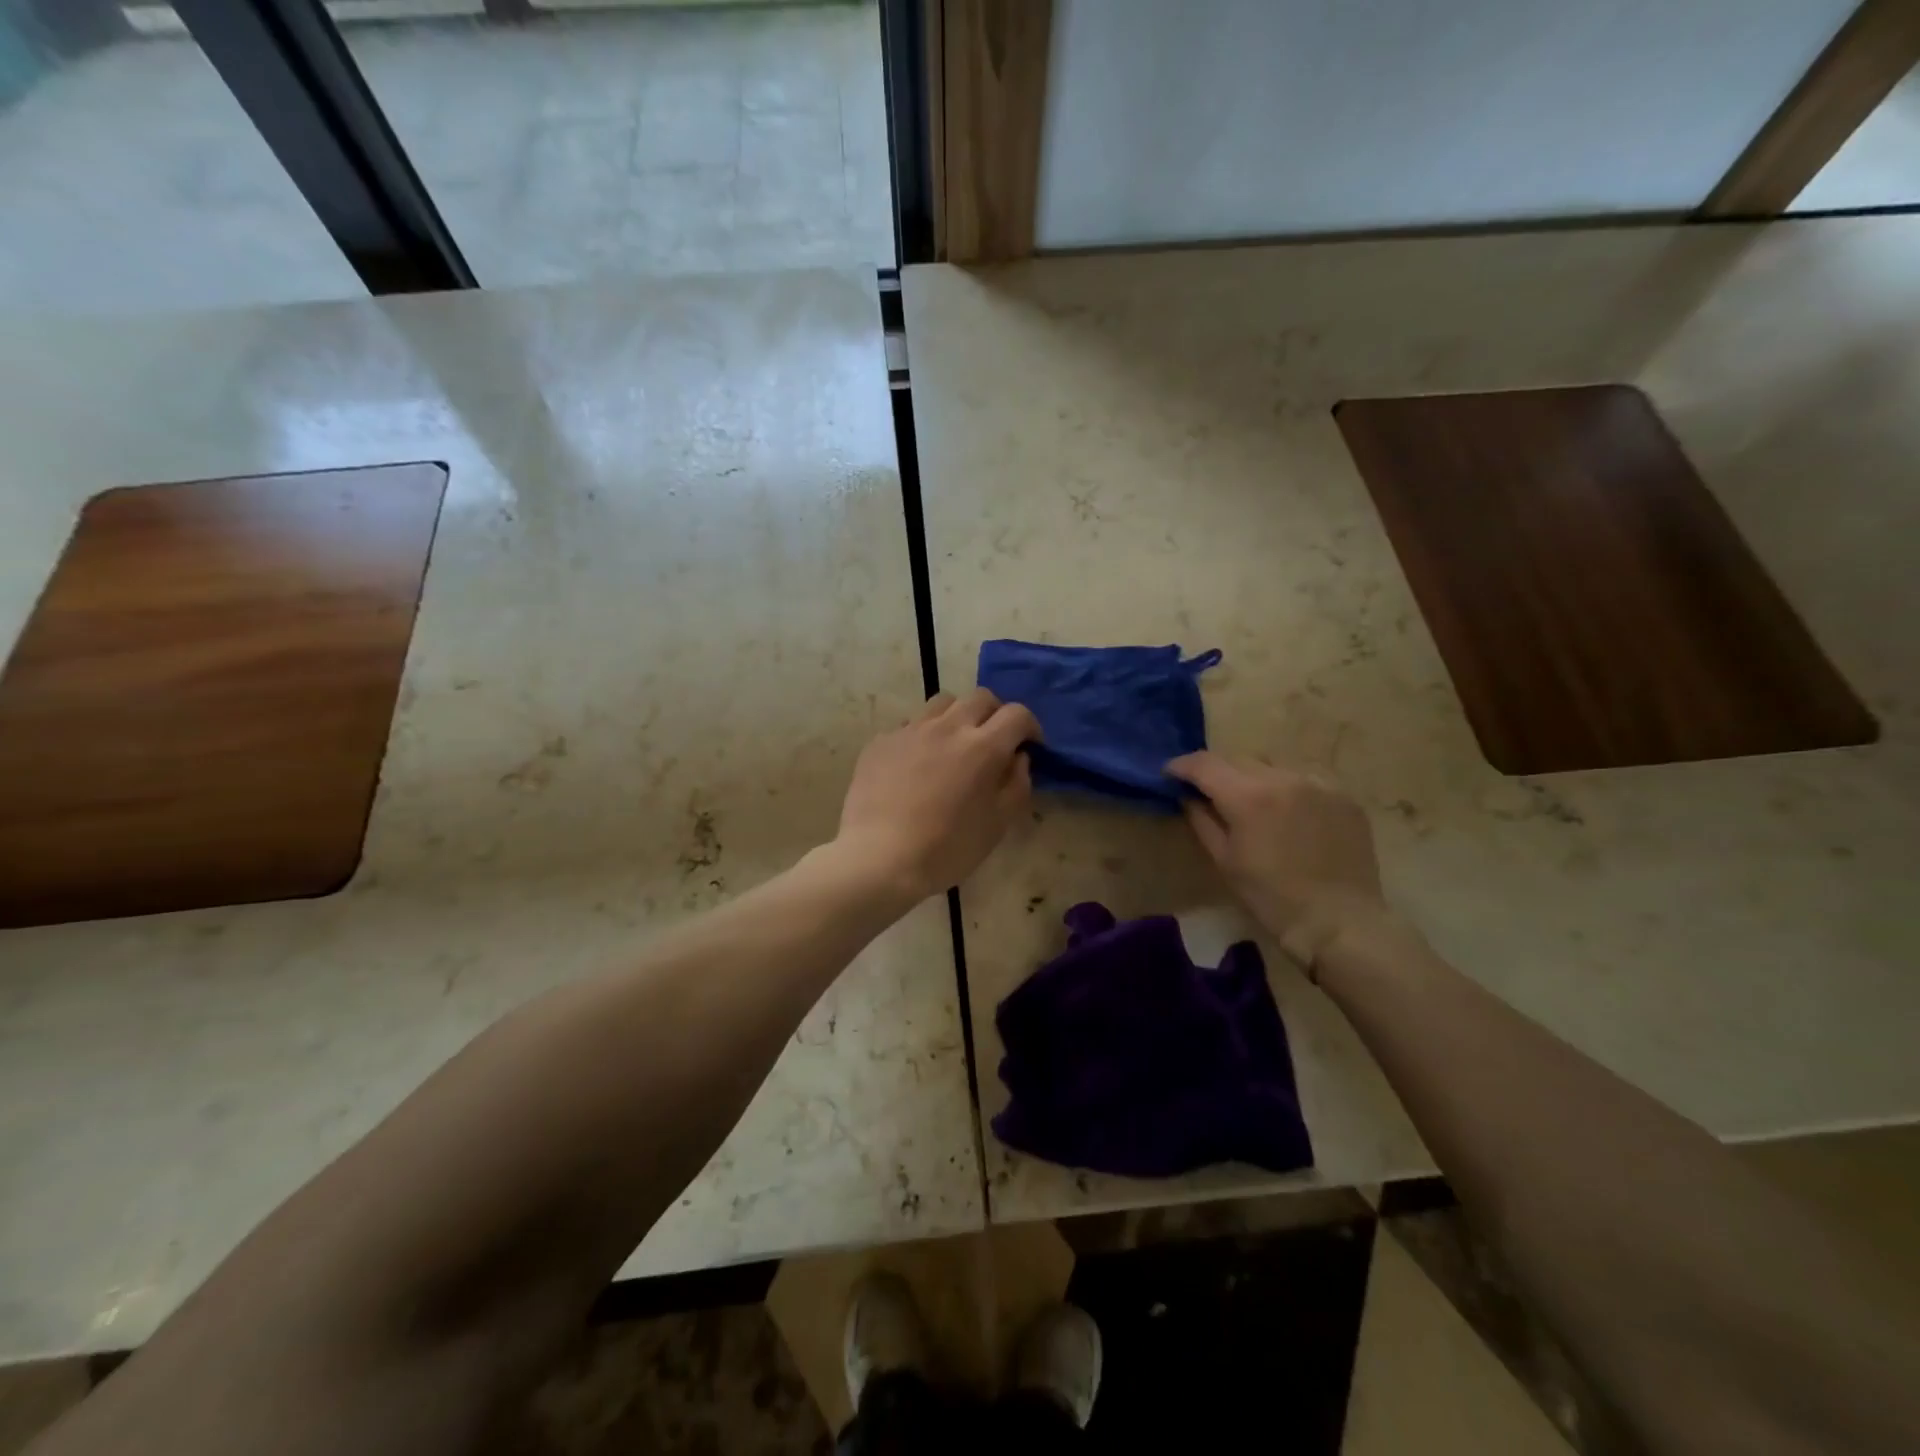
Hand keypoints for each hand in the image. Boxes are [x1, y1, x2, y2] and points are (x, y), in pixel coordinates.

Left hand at [835, 689, 1041, 901]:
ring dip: (958, 716)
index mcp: (983, 747)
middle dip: (995, 714)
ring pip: (942, 703)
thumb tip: (1018, 758)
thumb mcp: (998, 824)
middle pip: (980, 698)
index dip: (1030, 726)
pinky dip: (923, 736)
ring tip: (954, 744)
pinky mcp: (881, 741)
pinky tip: (917, 765)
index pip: (1017, 714)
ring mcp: (910, 730)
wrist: (879, 858)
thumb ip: (1017, 784)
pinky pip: (910, 725)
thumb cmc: (947, 848)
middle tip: (994, 742)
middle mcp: (948, 727)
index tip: (1029, 746)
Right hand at [1165, 752, 1403, 976]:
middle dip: (1217, 772)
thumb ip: (1202, 821)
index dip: (1182, 765)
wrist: (1339, 922)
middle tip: (1208, 791)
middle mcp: (1283, 777)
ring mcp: (1318, 783)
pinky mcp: (1343, 795)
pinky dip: (1287, 786)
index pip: (1205, 764)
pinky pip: (1305, 777)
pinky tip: (1288, 811)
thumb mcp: (1225, 861)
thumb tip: (1188, 797)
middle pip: (1238, 759)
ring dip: (1254, 777)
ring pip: (1272, 764)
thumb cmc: (1271, 898)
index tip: (1170, 773)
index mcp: (1248, 797)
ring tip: (1252, 801)